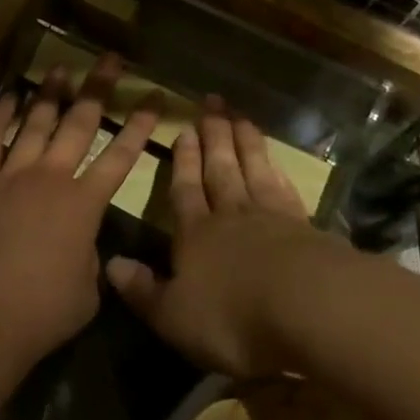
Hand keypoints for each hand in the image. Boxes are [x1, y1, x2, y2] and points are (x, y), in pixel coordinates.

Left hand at [0, 55, 159, 372]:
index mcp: (84, 204)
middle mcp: (51, 177)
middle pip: (80, 123)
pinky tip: (10, 96)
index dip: (140, 125)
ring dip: (52, 94)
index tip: (154, 98)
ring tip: (62, 69)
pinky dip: (0, 115)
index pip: (121, 155)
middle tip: (111, 60)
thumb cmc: (43, 312)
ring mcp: (12, 174)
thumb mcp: (88, 289)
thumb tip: (82, 241)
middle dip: (99, 88)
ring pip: (36, 122)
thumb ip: (90, 254)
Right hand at [105, 98, 332, 377]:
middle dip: (214, 136)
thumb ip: (143, 290)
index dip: (183, 160)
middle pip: (220, 168)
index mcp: (195, 234)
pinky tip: (277, 164)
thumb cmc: (231, 316)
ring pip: (254, 170)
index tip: (184, 129)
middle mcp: (231, 216)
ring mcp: (271, 217)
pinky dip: (279, 173)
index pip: (185, 189)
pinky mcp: (306, 228)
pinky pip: (286, 191)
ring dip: (246, 143)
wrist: (308, 308)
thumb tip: (111, 264)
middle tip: (212, 103)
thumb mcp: (173, 315)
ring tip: (241, 117)